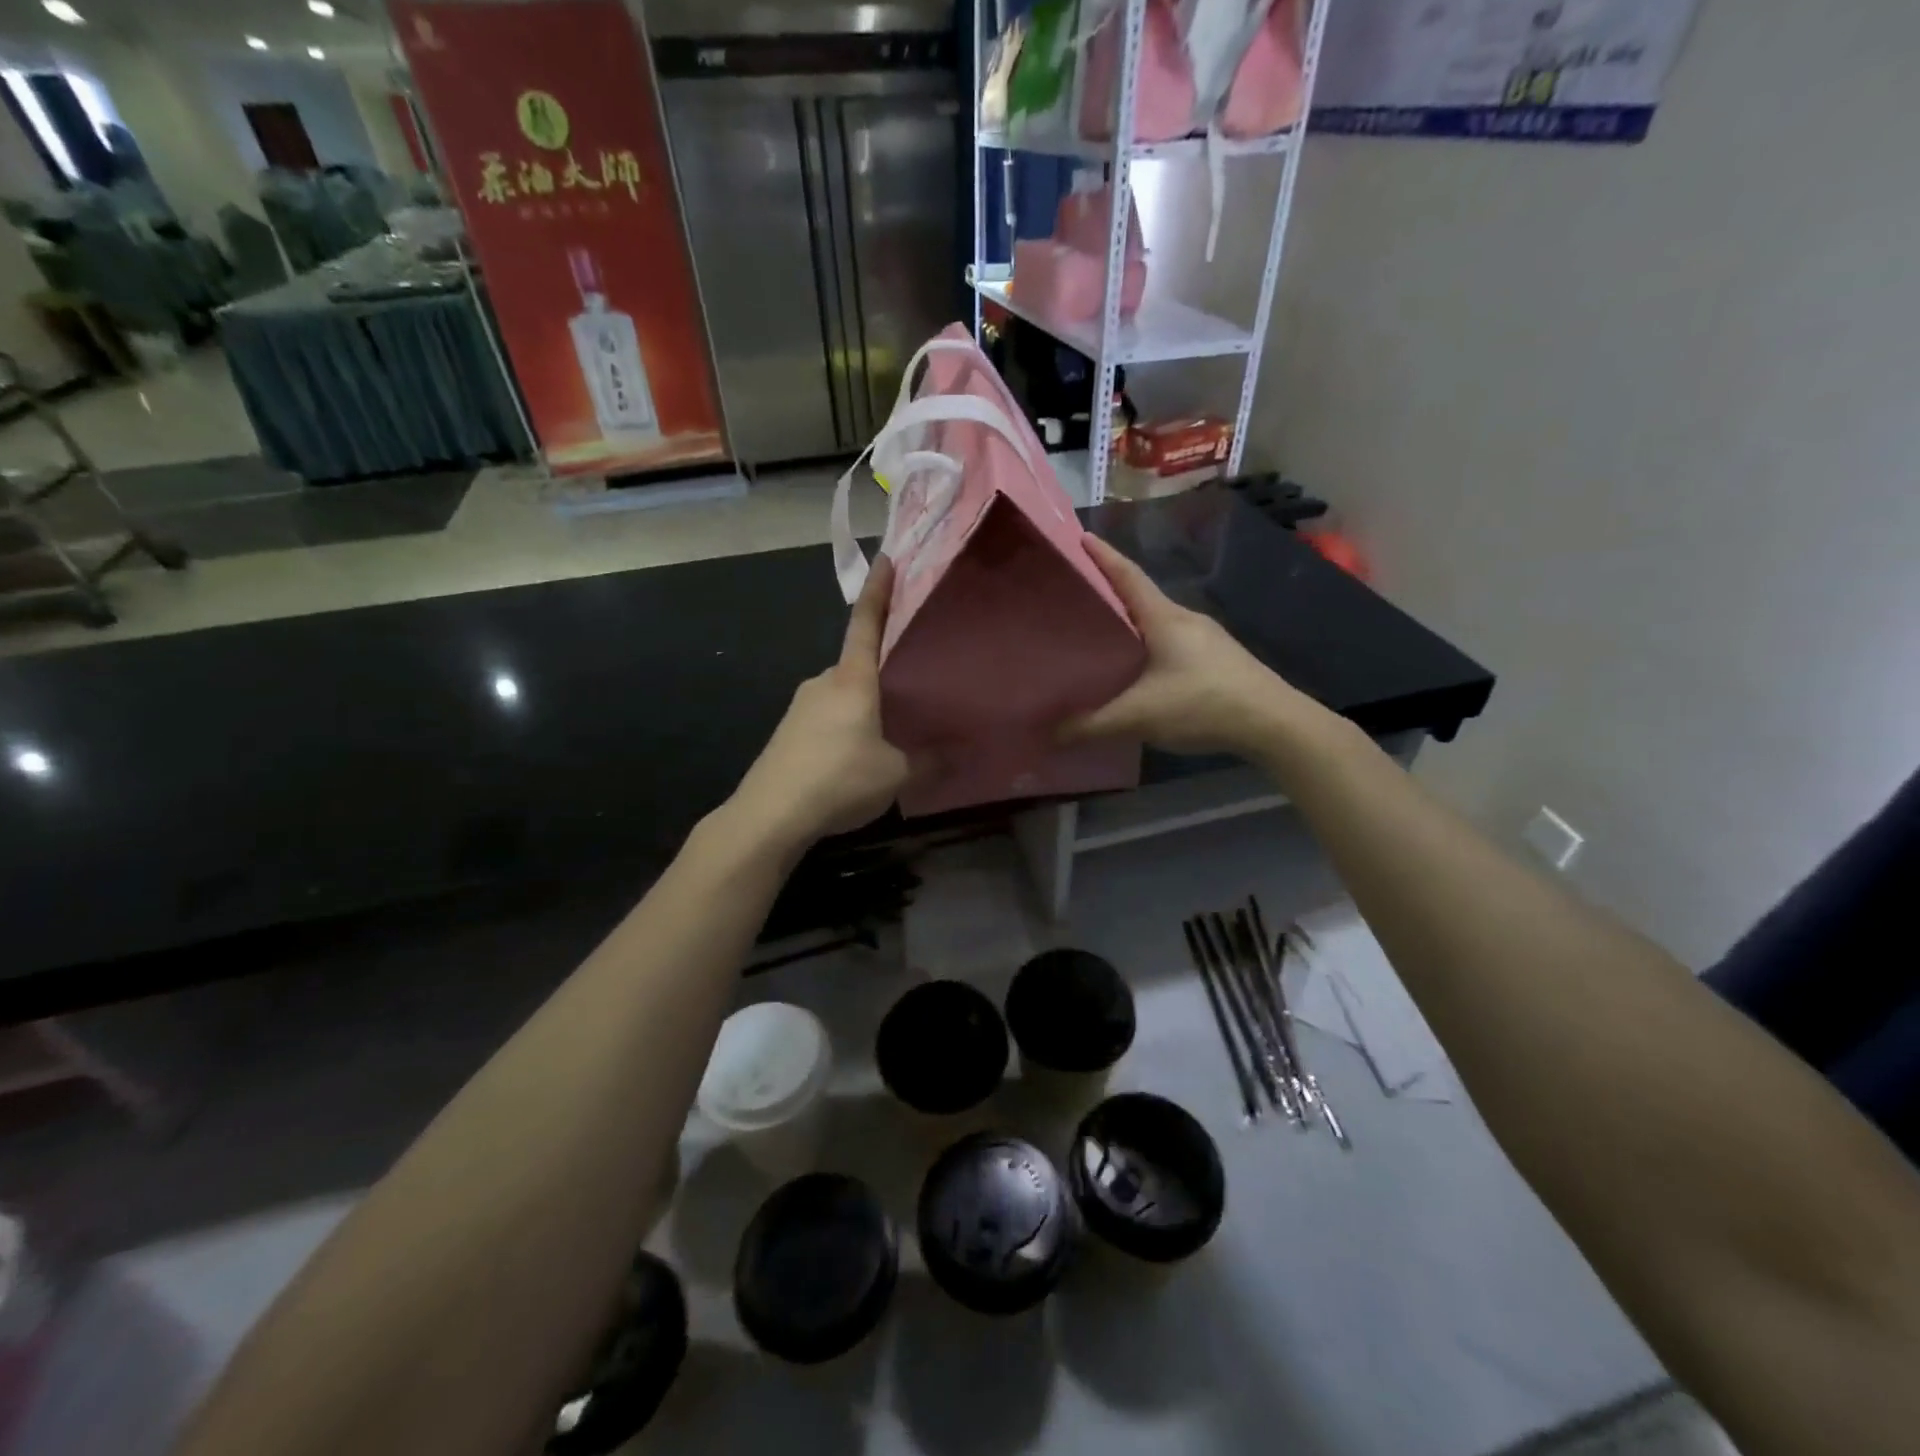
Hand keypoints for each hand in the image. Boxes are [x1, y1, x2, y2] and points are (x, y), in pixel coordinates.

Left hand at [729, 556, 910, 847]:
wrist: (770, 814)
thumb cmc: (839, 780)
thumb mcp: (895, 774)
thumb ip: (928, 762)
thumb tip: (957, 756)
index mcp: (852, 680)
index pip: (866, 623)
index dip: (879, 591)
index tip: (886, 560)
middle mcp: (823, 683)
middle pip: (856, 665)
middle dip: (881, 674)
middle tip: (910, 689)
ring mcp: (800, 707)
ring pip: (841, 695)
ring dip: (862, 707)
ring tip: (887, 734)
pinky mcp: (787, 732)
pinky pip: (825, 718)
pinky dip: (843, 727)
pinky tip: (853, 758)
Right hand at [1062, 535, 1316, 755]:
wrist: (1273, 723)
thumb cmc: (1202, 704)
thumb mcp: (1140, 716)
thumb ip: (1092, 725)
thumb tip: (1050, 734)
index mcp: (1164, 618)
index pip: (1128, 576)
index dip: (1104, 557)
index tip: (1082, 537)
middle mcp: (1185, 619)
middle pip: (1142, 598)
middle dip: (1111, 592)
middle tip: (1079, 596)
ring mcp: (1206, 639)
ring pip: (1159, 623)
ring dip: (1132, 624)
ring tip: (1103, 635)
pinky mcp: (1217, 660)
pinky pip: (1173, 643)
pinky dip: (1149, 646)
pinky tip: (1140, 669)